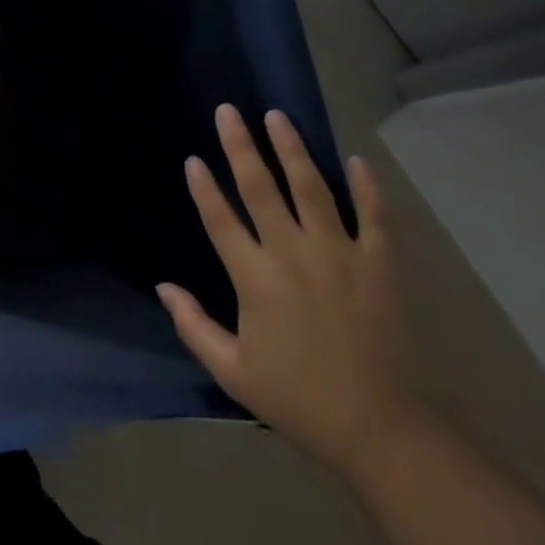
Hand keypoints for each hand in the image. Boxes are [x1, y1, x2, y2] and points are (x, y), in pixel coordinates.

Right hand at [158, 105, 419, 476]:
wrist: (382, 434)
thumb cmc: (300, 399)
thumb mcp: (234, 373)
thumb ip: (194, 326)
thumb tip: (162, 286)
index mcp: (255, 278)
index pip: (220, 219)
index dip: (204, 187)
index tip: (193, 158)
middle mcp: (292, 255)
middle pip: (260, 188)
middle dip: (240, 145)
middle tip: (227, 110)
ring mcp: (338, 256)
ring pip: (311, 188)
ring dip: (292, 149)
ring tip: (277, 116)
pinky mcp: (378, 267)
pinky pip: (374, 218)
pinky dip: (368, 188)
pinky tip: (358, 160)